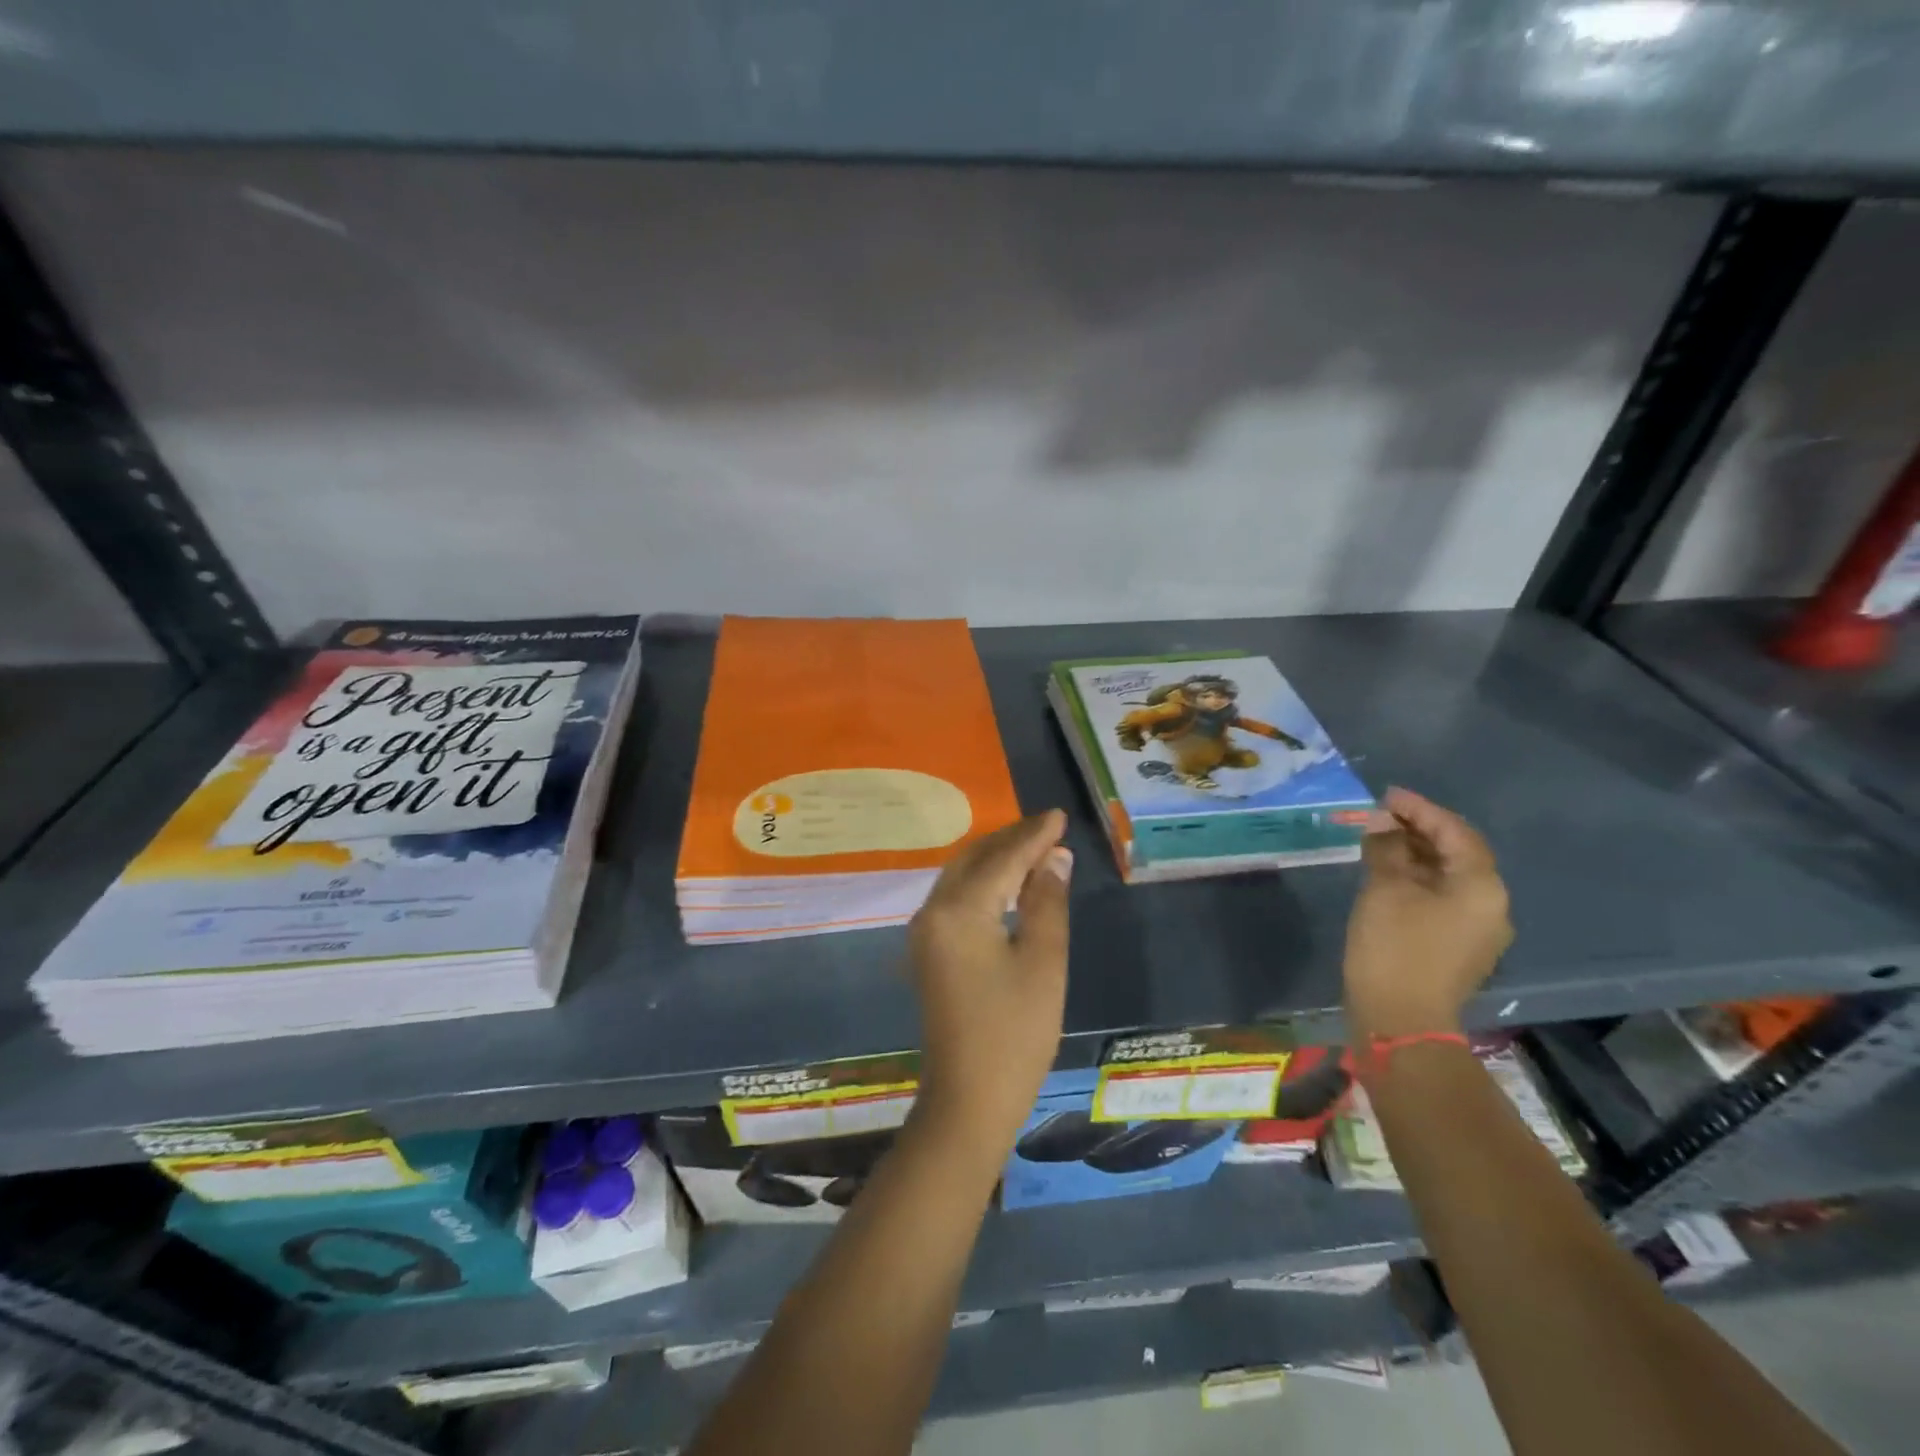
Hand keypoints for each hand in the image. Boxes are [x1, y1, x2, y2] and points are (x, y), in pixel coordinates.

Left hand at [907, 811, 1072, 1155]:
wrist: (968, 1101)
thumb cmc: (1015, 1032)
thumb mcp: (1043, 962)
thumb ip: (1047, 902)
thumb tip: (1054, 858)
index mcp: (958, 911)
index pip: (1002, 859)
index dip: (1033, 836)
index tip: (1059, 815)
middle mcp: (933, 912)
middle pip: (974, 859)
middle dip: (1011, 840)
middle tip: (1049, 828)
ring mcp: (925, 932)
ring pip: (961, 877)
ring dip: (996, 859)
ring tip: (1034, 848)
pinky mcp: (928, 951)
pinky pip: (956, 898)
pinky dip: (983, 882)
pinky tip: (1007, 883)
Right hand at [1344, 787, 1510, 1041]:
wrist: (1400, 1020)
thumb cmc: (1394, 947)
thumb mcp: (1385, 889)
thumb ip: (1386, 848)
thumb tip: (1381, 822)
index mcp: (1481, 886)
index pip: (1454, 832)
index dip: (1419, 809)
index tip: (1386, 795)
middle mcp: (1490, 904)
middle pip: (1457, 852)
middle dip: (1418, 829)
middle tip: (1379, 815)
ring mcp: (1477, 929)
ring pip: (1448, 876)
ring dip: (1415, 854)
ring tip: (1378, 839)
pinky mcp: (1458, 946)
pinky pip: (1442, 897)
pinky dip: (1416, 878)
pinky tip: (1386, 873)